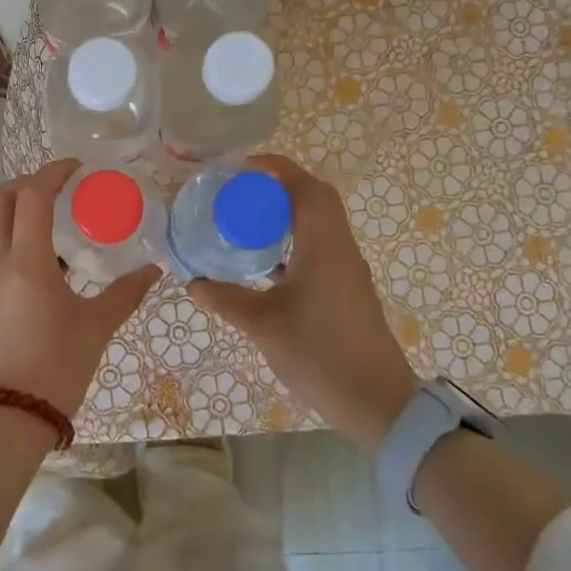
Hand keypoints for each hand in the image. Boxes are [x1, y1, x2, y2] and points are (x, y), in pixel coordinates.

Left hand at [0, 160, 162, 419]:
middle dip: (27, 183)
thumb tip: (154, 271)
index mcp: (25, 262)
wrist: (9, 418)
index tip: (78, 168)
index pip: (31, 196)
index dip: (53, 173)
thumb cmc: (55, 367)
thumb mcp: (97, 326)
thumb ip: (126, 293)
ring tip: (61, 218)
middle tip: (61, 186)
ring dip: (20, 210)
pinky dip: (18, 237)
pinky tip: (52, 258)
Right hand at [188, 155, 417, 451]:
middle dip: (278, 187)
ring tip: (247, 223)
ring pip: (320, 222)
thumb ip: (226, 300)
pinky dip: (294, 241)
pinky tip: (266, 264)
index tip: (240, 168)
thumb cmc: (320, 355)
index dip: (274, 168)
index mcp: (323, 245)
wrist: (377, 402)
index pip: (304, 186)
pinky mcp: (348, 288)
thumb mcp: (263, 326)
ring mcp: (347, 268)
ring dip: (287, 214)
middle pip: (315, 198)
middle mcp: (340, 247)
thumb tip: (193, 283)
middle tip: (240, 195)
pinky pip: (320, 246)